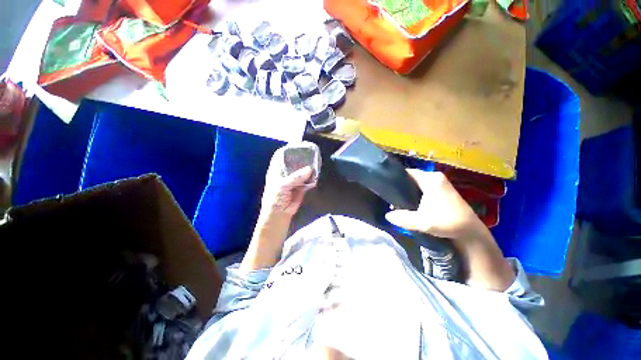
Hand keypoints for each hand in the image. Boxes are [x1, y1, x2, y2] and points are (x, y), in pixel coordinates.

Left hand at [241, 147, 315, 270]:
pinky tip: (317, 172)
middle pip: (294, 162)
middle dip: (301, 158)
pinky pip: (308, 179)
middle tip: (311, 152)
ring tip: (316, 160)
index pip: (281, 156)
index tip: (297, 145)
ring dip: (308, 167)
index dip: (288, 150)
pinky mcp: (302, 187)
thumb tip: (309, 169)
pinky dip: (312, 177)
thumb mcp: (282, 186)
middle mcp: (286, 173)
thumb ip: (295, 177)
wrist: (280, 215)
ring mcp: (294, 180)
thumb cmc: (275, 199)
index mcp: (276, 171)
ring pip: (302, 171)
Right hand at [385, 169, 484, 240]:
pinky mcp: (443, 190)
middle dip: (401, 185)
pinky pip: (424, 187)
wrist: (470, 232)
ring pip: (418, 183)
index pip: (408, 172)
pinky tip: (410, 202)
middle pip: (412, 177)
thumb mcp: (422, 222)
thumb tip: (387, 215)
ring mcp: (441, 183)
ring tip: (397, 199)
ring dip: (408, 190)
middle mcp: (436, 177)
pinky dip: (416, 192)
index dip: (396, 178)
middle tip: (390, 195)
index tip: (386, 186)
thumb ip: (403, 218)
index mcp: (431, 179)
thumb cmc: (447, 223)